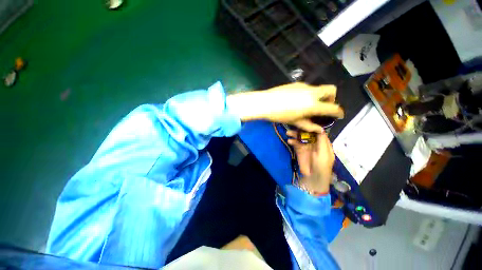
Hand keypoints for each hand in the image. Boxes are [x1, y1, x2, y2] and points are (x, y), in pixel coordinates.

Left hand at [227, 83, 343, 132]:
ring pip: (320, 88)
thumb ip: (311, 126)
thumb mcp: (297, 122)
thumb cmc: (281, 115)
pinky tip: (301, 101)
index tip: (340, 115)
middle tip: (327, 106)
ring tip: (312, 106)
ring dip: (321, 96)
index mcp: (313, 105)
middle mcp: (312, 93)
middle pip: (331, 89)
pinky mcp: (298, 83)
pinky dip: (312, 94)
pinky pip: (310, 88)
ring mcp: (305, 86)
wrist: (265, 102)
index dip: (339, 111)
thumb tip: (321, 130)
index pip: (333, 107)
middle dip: (333, 97)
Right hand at [286, 130, 334, 194]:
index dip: (314, 126)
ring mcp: (307, 147)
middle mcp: (316, 144)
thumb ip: (322, 140)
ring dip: (295, 134)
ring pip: (302, 137)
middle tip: (296, 124)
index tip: (308, 120)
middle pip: (309, 133)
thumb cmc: (322, 166)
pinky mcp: (300, 152)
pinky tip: (289, 140)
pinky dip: (292, 141)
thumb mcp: (324, 153)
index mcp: (324, 144)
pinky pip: (296, 143)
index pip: (319, 132)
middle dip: (303, 129)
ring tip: (289, 132)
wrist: (313, 179)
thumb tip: (320, 127)